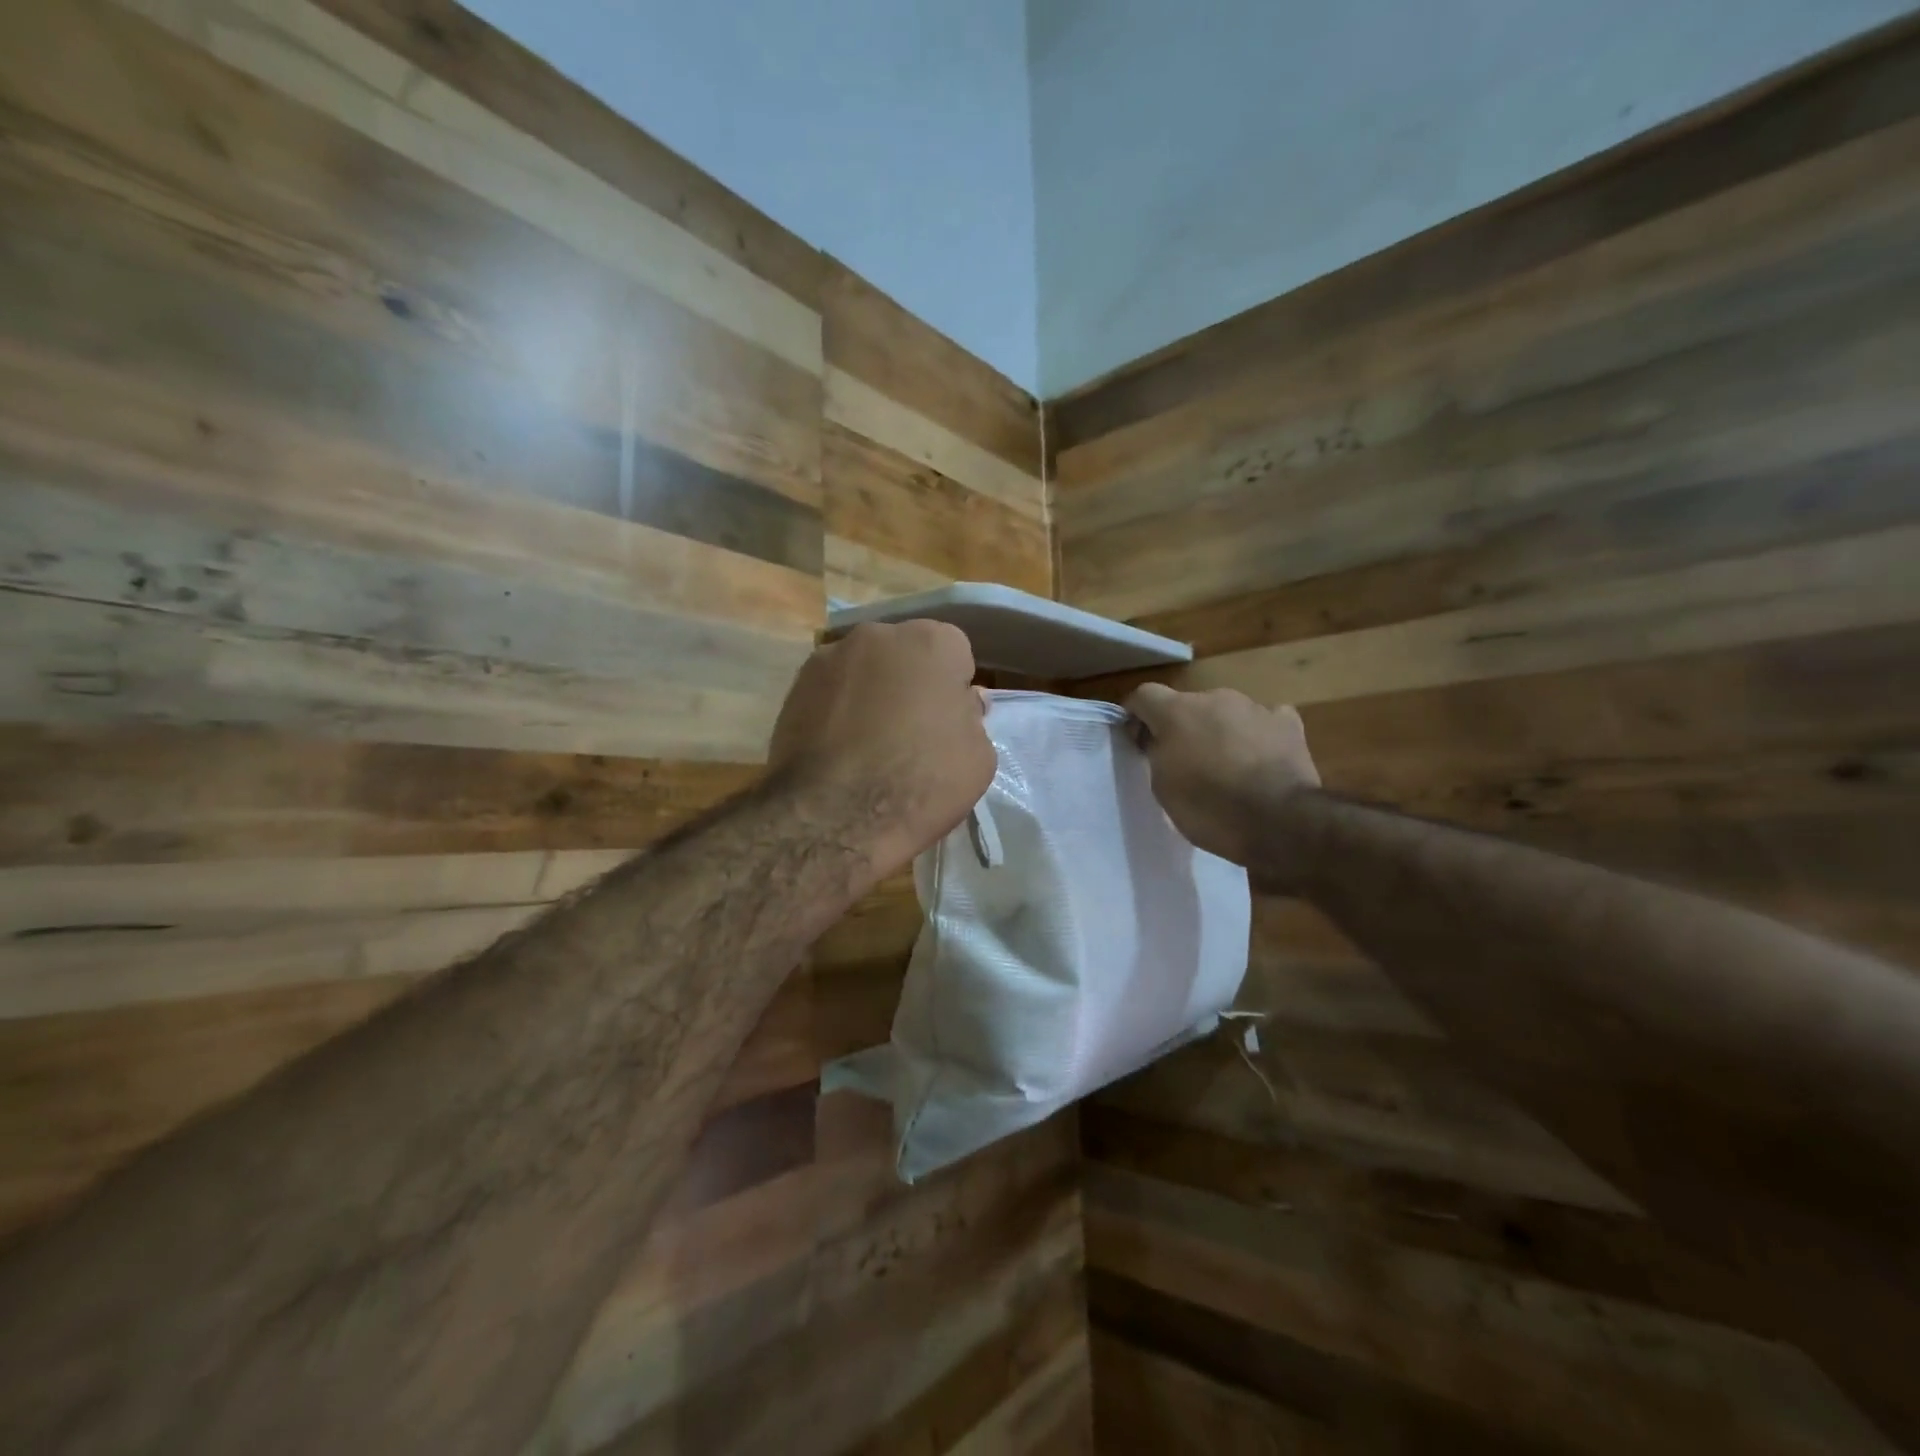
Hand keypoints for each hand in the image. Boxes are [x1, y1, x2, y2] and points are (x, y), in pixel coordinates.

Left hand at [770, 621, 995, 882]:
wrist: (834, 816)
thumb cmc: (920, 783)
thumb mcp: (978, 758)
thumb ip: (970, 717)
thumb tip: (958, 702)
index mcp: (932, 642)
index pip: (955, 654)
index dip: (953, 689)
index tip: (947, 722)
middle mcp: (878, 635)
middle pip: (905, 654)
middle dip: (910, 681)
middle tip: (910, 730)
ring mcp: (830, 656)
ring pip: (865, 670)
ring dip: (871, 692)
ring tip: (869, 743)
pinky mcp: (795, 685)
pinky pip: (832, 690)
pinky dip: (838, 709)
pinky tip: (839, 748)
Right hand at [1125, 683, 1320, 882]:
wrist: (1280, 822)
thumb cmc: (1210, 808)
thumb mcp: (1163, 788)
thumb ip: (1157, 754)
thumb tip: (1159, 740)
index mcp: (1177, 711)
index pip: (1143, 695)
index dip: (1136, 715)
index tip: (1137, 741)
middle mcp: (1215, 698)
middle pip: (1187, 704)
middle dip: (1182, 726)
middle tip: (1183, 761)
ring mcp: (1255, 708)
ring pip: (1225, 712)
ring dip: (1219, 730)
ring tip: (1226, 765)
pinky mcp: (1288, 724)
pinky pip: (1263, 720)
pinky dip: (1257, 735)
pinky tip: (1260, 757)